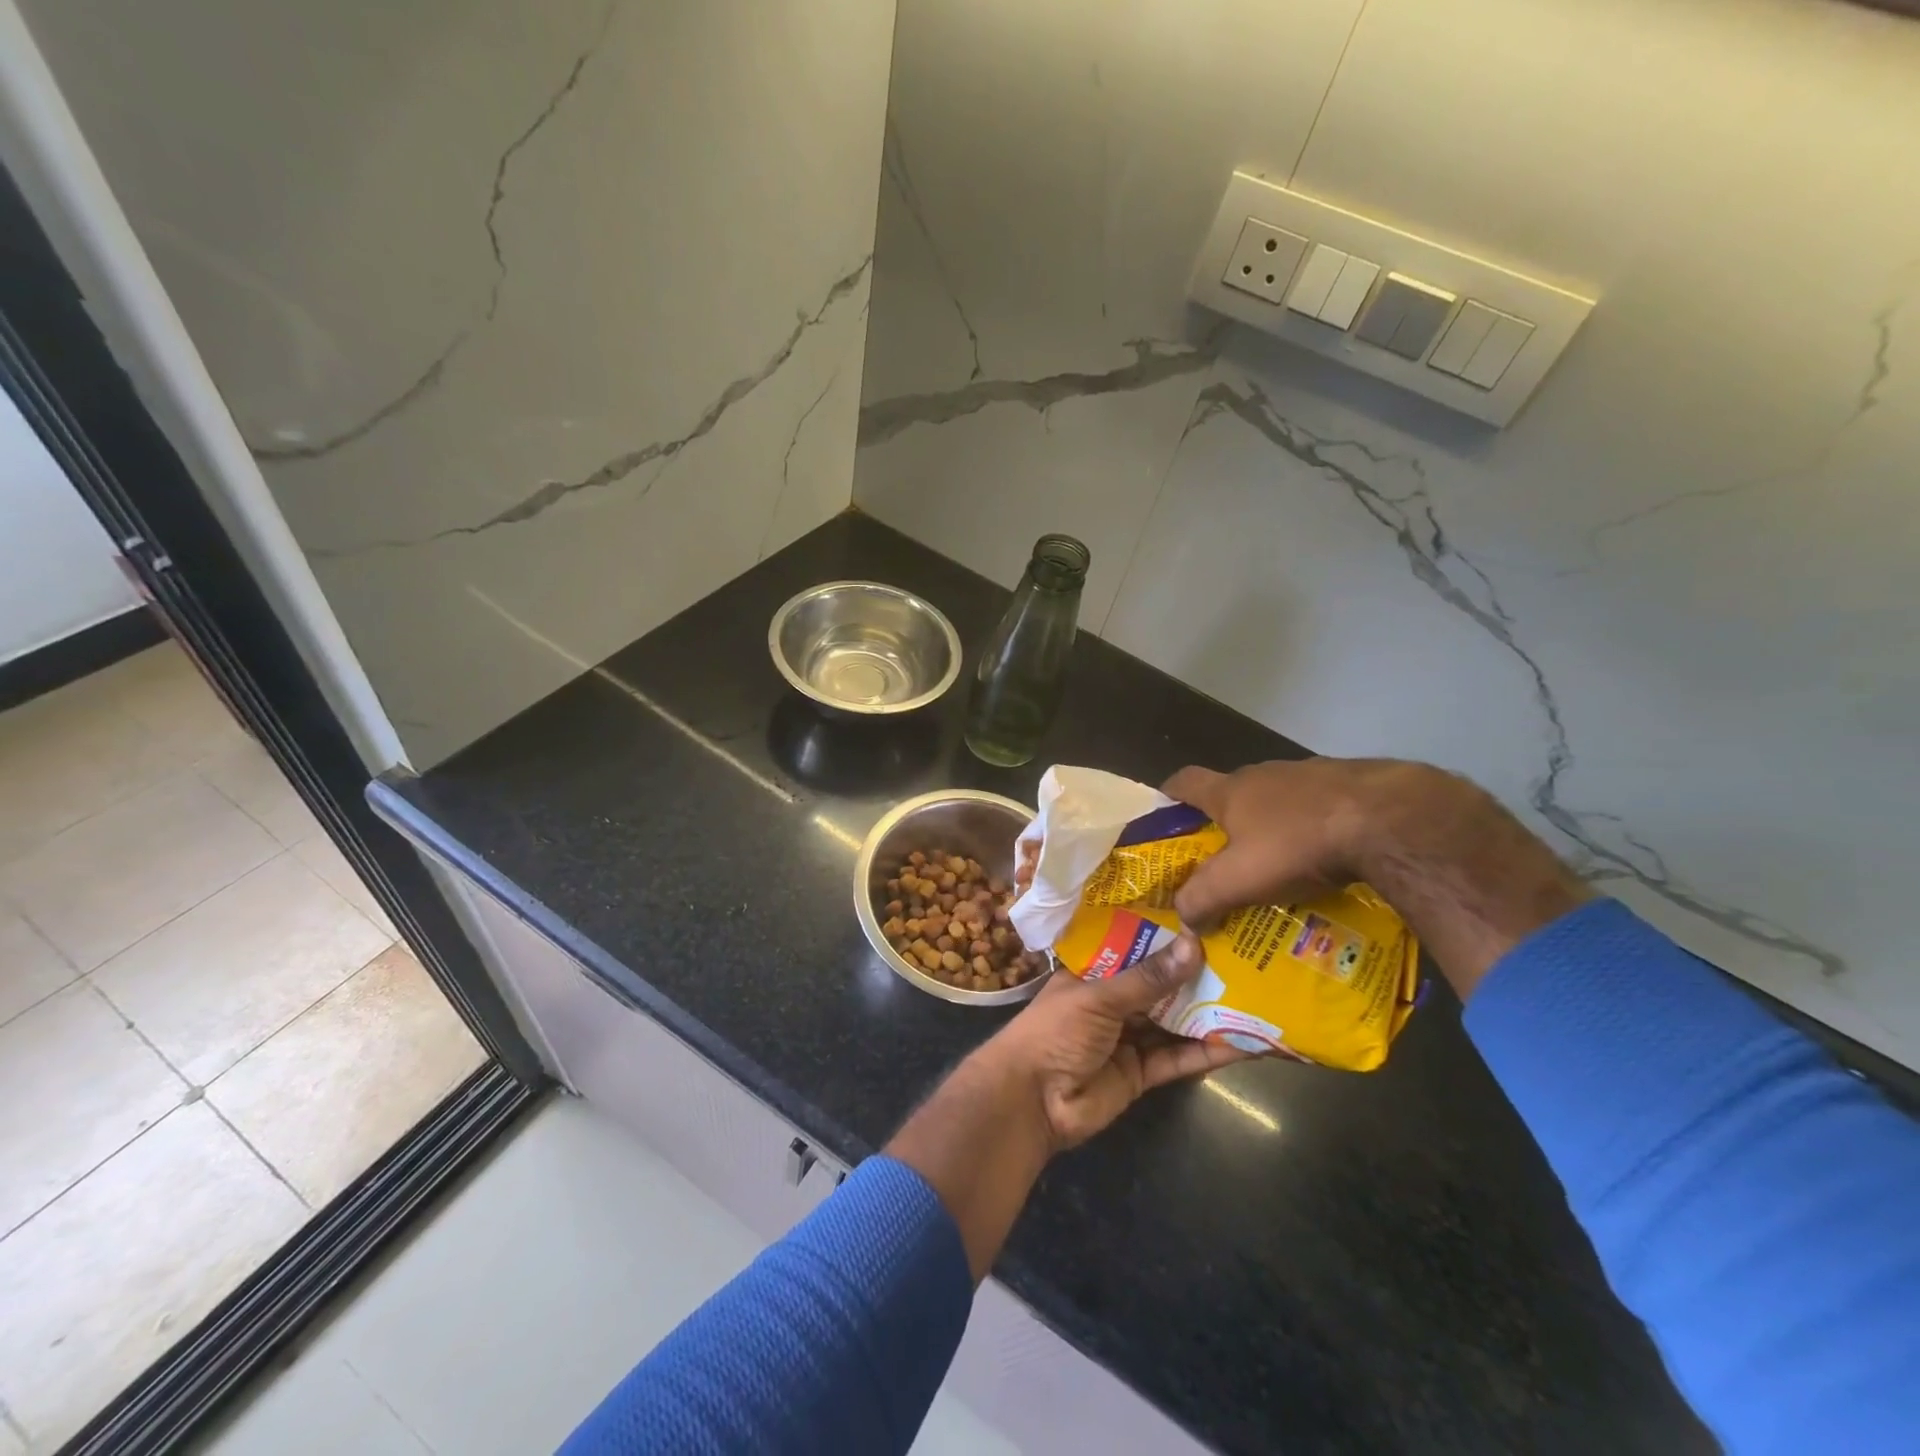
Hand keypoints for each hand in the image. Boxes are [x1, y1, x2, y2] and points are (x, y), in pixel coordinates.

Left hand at [978, 932, 1252, 1151]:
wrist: (1031, 1102)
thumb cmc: (1055, 1032)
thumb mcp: (1099, 997)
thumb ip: (1147, 979)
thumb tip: (1194, 946)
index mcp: (1092, 972)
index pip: (1132, 947)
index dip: (1165, 936)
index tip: (1205, 919)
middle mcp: (1111, 1001)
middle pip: (1159, 986)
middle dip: (1195, 975)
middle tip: (1244, 956)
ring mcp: (1128, 1038)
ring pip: (1173, 1021)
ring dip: (1207, 1013)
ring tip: (1255, 995)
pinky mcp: (1142, 1074)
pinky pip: (1178, 1058)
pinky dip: (1207, 1052)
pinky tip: (1243, 1042)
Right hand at [1162, 759, 1420, 928]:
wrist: (1387, 818)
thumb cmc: (1297, 844)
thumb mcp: (1239, 880)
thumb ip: (1202, 898)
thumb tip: (1183, 917)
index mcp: (1231, 791)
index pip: (1185, 781)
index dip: (1169, 794)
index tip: (1164, 812)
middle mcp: (1264, 774)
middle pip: (1233, 791)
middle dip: (1226, 820)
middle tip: (1228, 856)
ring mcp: (1309, 773)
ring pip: (1279, 798)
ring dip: (1275, 823)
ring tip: (1283, 863)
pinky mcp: (1350, 782)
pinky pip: (1320, 805)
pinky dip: (1315, 825)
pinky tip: (1330, 856)